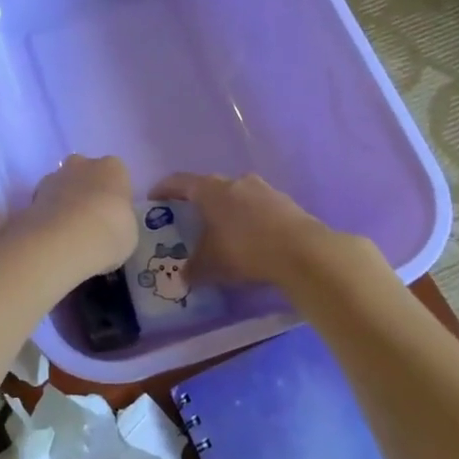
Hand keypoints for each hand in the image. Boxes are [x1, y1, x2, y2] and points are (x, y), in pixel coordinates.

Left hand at [16, 155, 137, 278]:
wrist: (66, 239)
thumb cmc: (110, 232)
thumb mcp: (129, 233)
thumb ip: (119, 222)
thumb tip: (108, 227)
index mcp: (113, 168)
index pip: (116, 175)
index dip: (113, 195)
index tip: (113, 216)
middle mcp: (83, 164)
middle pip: (85, 173)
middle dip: (86, 191)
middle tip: (89, 221)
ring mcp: (55, 176)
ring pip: (62, 185)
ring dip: (64, 202)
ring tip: (67, 232)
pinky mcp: (32, 195)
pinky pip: (45, 203)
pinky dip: (47, 215)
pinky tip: (52, 236)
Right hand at [151, 171, 362, 290]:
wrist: (303, 252)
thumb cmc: (245, 250)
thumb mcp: (210, 265)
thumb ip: (193, 269)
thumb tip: (184, 276)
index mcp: (211, 190)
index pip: (180, 182)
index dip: (164, 189)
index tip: (154, 198)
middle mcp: (236, 182)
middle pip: (211, 188)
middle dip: (199, 203)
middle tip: (191, 220)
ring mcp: (264, 190)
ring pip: (238, 197)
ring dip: (228, 212)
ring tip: (224, 233)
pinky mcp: (286, 203)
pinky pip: (259, 209)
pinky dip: (250, 221)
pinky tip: (252, 241)